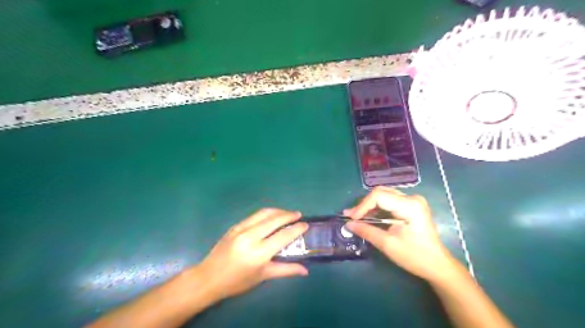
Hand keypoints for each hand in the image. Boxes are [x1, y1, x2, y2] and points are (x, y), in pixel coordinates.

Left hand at [194, 207, 309, 302]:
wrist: (209, 277)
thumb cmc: (237, 281)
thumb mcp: (263, 276)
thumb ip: (285, 270)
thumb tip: (305, 270)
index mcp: (258, 253)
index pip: (283, 236)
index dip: (296, 229)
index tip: (306, 225)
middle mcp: (250, 237)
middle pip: (274, 220)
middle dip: (288, 215)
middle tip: (298, 215)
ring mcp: (241, 229)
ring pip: (264, 213)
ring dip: (278, 211)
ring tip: (287, 213)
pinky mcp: (235, 226)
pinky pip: (254, 216)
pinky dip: (266, 213)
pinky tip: (271, 217)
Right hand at [344, 187, 453, 281]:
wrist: (438, 266)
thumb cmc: (415, 256)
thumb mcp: (388, 244)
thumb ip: (367, 231)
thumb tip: (348, 224)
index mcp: (410, 205)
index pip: (379, 196)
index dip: (362, 206)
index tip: (351, 219)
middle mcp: (412, 198)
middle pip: (381, 193)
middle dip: (364, 205)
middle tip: (350, 217)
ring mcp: (413, 201)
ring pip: (384, 196)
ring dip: (369, 206)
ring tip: (356, 217)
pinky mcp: (411, 206)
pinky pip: (389, 201)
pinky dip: (377, 209)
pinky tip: (369, 217)